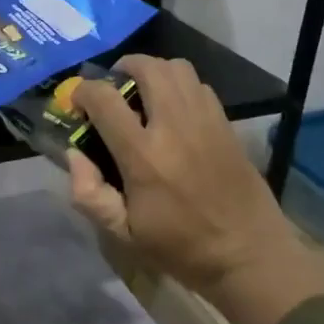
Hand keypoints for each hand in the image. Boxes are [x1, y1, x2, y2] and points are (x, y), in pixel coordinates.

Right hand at [65, 55, 323, 323]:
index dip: (83, 92)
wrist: (249, 255)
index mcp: (143, 155)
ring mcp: (205, 121)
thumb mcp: (123, 233)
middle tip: (113, 88)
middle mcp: (174, 126)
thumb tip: (74, 154)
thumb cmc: (181, 247)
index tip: (78, 103)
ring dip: (153, 71)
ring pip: (177, 67)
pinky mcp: (226, 124)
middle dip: (122, 68)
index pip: (104, 99)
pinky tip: (174, 109)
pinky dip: (180, 85)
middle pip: (147, 67)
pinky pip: (199, 85)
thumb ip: (89, 193)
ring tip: (144, 92)